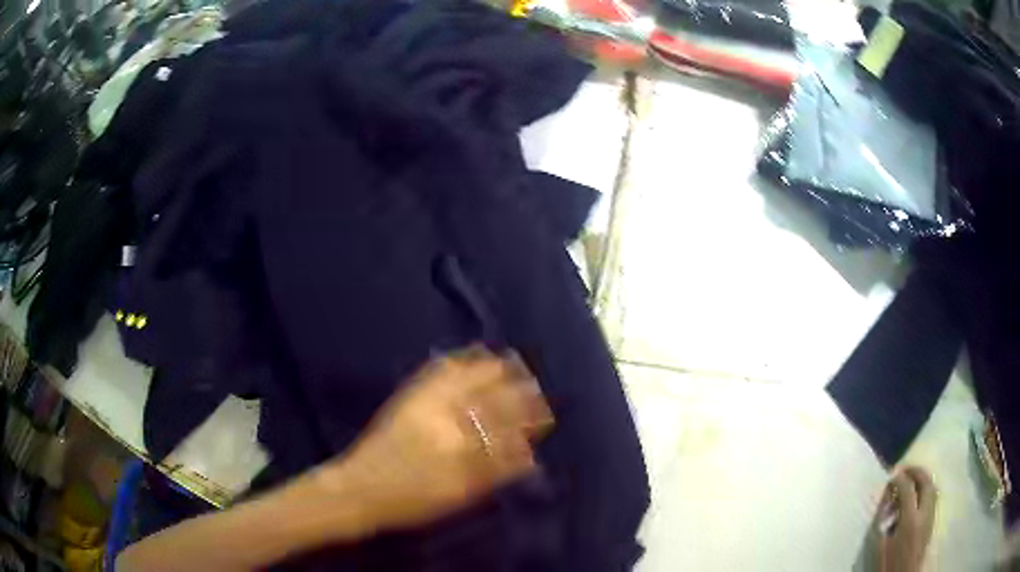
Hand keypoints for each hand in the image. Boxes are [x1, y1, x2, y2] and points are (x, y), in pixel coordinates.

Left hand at [311, 346, 552, 534]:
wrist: (360, 488)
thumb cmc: (411, 502)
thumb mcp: (458, 497)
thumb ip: (495, 475)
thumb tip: (529, 458)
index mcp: (463, 455)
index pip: (507, 431)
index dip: (529, 421)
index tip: (545, 414)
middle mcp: (448, 425)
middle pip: (493, 402)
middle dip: (519, 393)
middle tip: (535, 386)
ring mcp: (425, 407)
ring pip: (469, 381)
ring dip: (494, 370)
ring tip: (511, 361)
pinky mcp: (406, 397)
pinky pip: (438, 372)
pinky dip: (458, 361)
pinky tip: (471, 355)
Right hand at [878, 467, 937, 571]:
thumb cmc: (890, 561)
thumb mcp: (883, 543)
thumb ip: (885, 519)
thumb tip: (887, 497)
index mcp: (910, 520)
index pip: (908, 489)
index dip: (900, 478)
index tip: (891, 474)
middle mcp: (924, 512)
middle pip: (925, 481)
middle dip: (915, 471)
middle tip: (904, 469)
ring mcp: (932, 514)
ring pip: (932, 485)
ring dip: (922, 477)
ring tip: (911, 479)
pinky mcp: (933, 517)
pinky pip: (933, 494)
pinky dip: (926, 487)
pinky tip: (917, 493)